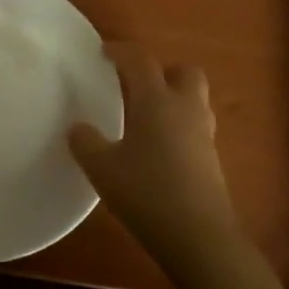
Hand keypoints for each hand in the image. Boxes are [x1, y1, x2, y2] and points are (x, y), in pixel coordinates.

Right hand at [68, 43, 238, 263]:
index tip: (103, 53)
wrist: (199, 237)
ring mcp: (203, 134)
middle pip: (183, 71)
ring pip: (194, 99)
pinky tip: (156, 148)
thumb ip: (85, 143)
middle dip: (161, 71)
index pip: (140, 61)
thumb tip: (77, 128)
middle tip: (134, 85)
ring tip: (144, 115)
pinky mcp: (211, 159)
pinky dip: (177, 126)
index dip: (121, 51)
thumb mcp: (102, 169)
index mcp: (156, 101)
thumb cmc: (147, 193)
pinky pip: (195, 126)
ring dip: (172, 98)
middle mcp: (185, 109)